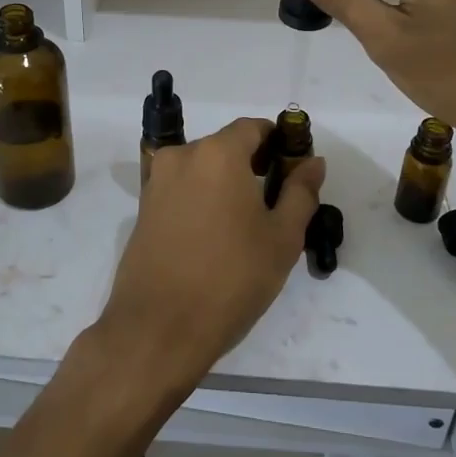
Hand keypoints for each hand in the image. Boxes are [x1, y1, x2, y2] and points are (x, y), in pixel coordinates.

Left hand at [95, 119, 325, 398]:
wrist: (158, 328)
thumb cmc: (230, 278)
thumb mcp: (282, 238)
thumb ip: (301, 192)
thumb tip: (312, 162)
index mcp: (217, 153)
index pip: (253, 128)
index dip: (279, 143)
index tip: (294, 171)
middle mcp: (181, 156)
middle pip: (226, 147)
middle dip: (253, 165)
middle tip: (276, 204)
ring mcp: (156, 182)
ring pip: (202, 170)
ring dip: (226, 185)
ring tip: (246, 226)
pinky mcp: (143, 210)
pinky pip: (182, 191)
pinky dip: (202, 201)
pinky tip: (215, 237)